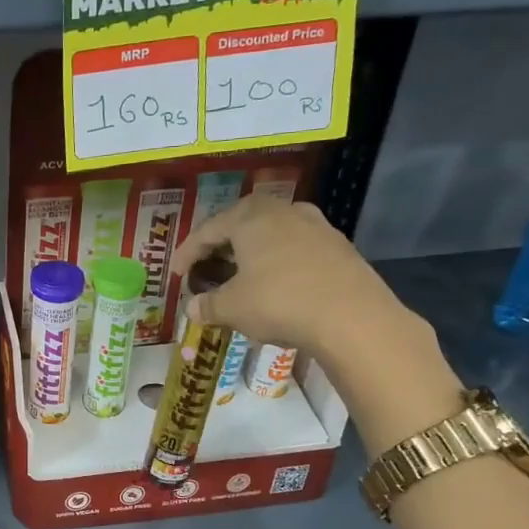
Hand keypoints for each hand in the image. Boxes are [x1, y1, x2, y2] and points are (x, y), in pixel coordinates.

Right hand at [169, 196, 413, 360]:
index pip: (208, 229)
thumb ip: (208, 305)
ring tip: (241, 276)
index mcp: (251, 217)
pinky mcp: (339, 248)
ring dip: (252, 254)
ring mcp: (316, 226)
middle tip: (207, 267)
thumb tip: (193, 309)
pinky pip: (296, 250)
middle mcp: (283, 211)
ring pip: (272, 235)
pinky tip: (276, 286)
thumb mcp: (232, 308)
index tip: (176, 273)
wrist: (353, 317)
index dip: (187, 252)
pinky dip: (278, 263)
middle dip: (221, 246)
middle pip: (242, 224)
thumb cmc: (279, 302)